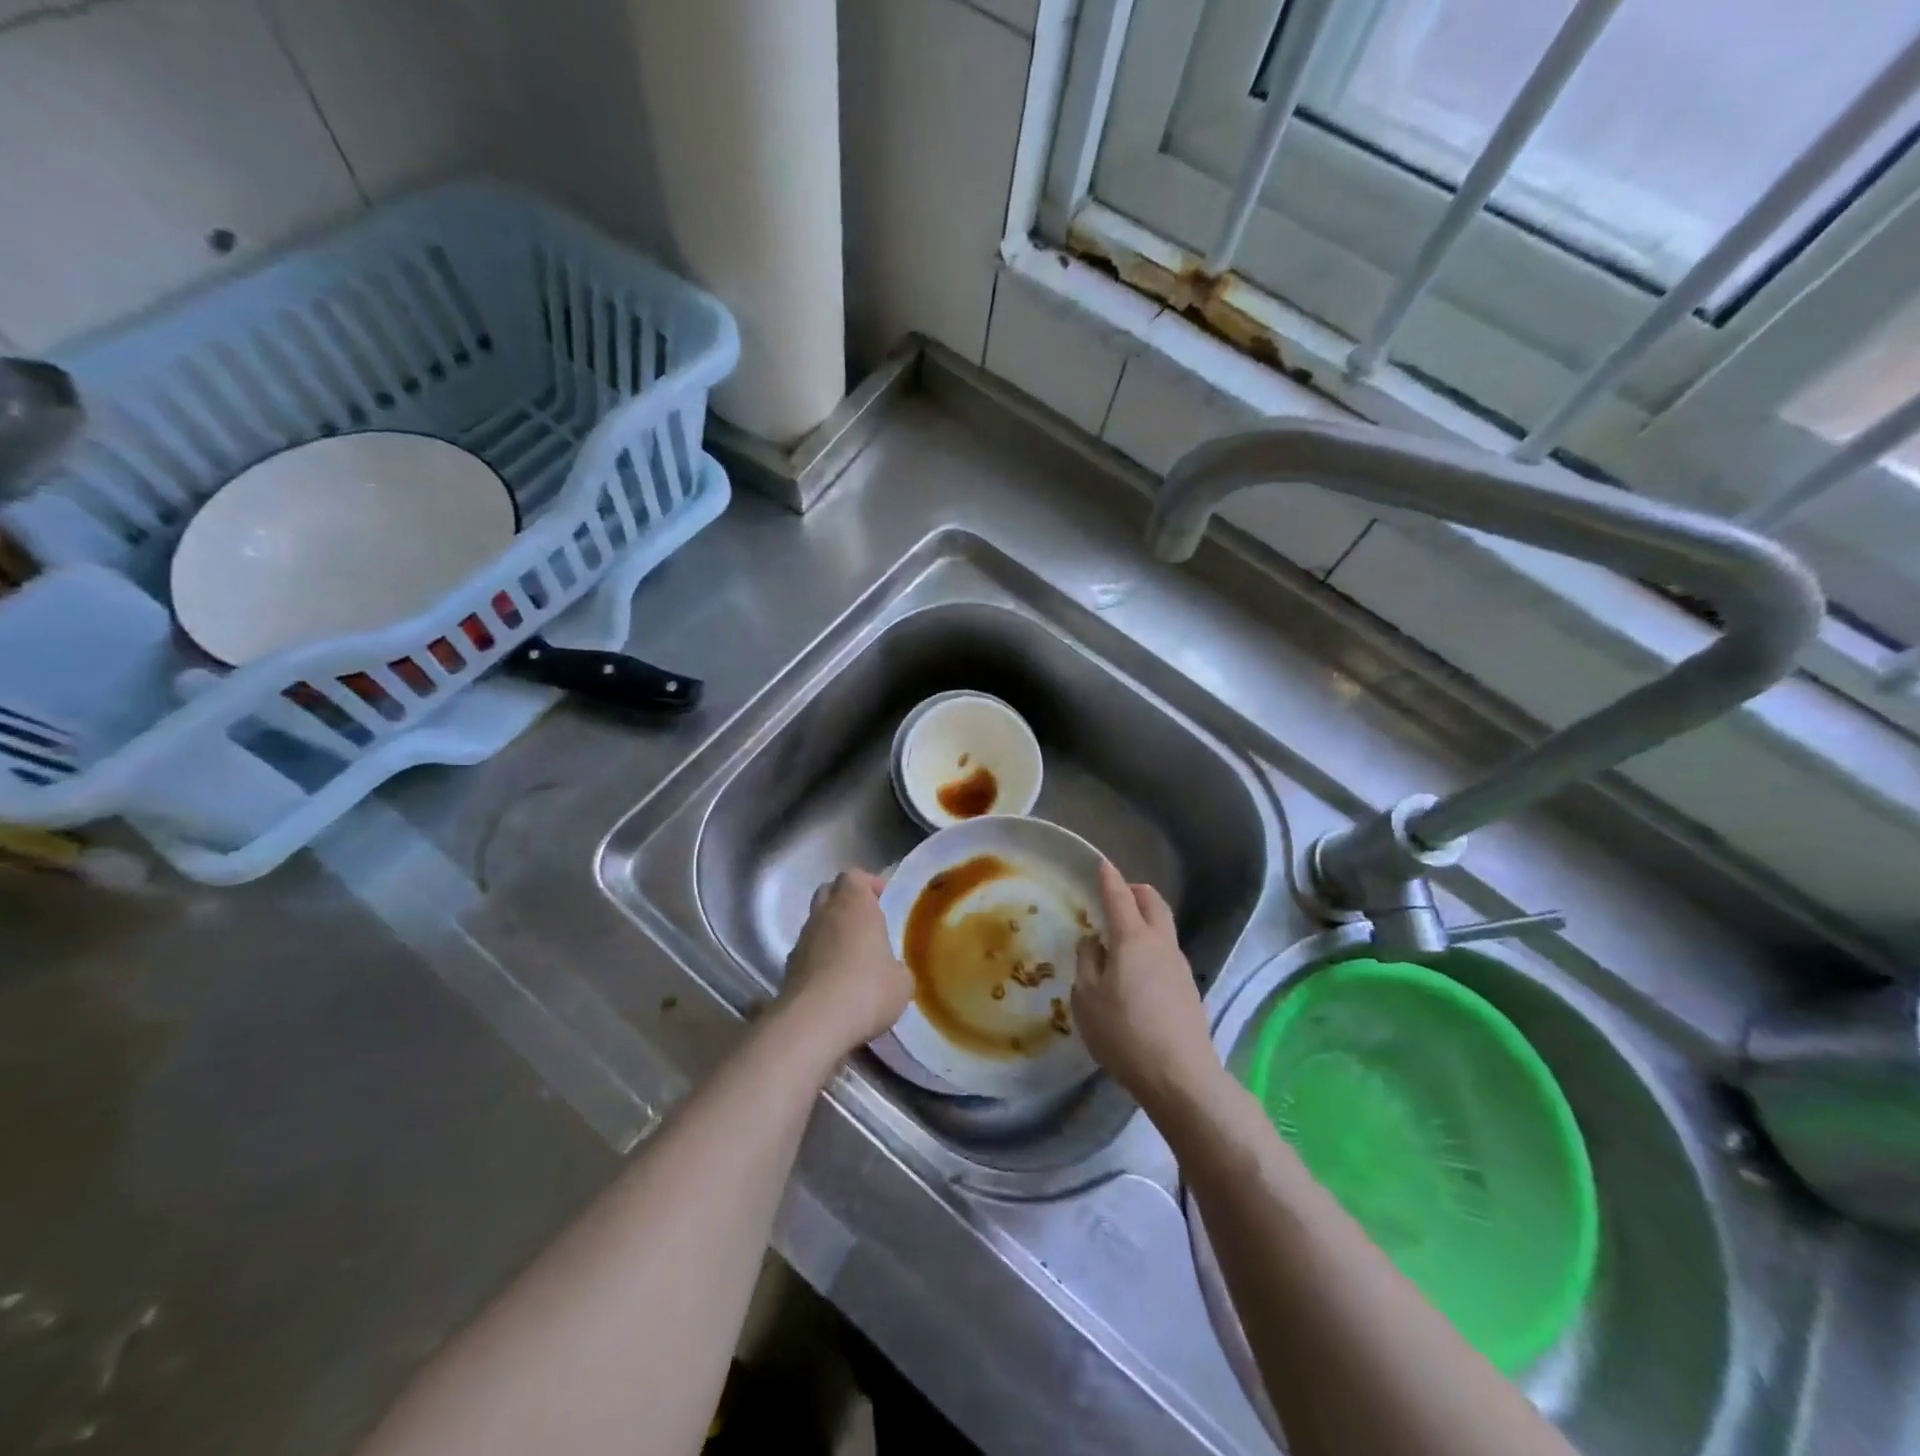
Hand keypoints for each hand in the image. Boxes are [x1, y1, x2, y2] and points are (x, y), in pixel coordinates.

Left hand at [777, 870, 913, 1068]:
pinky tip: (833, 984)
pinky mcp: (787, 969)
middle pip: (829, 892)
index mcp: (854, 904)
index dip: (868, 884)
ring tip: (851, 957)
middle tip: (866, 924)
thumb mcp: (901, 982)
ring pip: (815, 923)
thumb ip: (897, 968)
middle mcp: (824, 914)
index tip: (882, 900)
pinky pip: (806, 954)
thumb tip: (892, 972)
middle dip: (845, 902)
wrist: (813, 1024)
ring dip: (830, 933)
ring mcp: (801, 941)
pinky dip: (818, 960)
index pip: (854, 876)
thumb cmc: (866, 989)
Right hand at [1072, 861, 1220, 1114]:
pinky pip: (1166, 953)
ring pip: (1163, 927)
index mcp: (1133, 938)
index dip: (1109, 878)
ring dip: (1144, 920)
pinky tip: (1136, 971)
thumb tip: (1094, 942)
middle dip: (1136, 891)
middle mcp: (1161, 943)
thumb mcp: (1086, 998)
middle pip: (1153, 902)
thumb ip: (1087, 962)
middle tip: (1116, 896)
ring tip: (1121, 938)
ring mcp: (1180, 965)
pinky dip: (1151, 947)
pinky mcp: (1188, 989)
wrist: (1180, 1076)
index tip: (1101, 863)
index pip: (1119, 896)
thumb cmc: (1123, 1032)